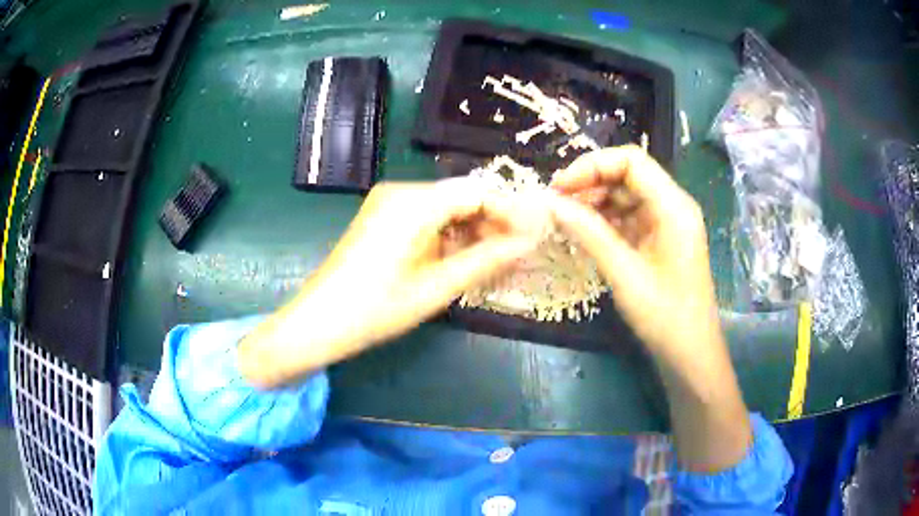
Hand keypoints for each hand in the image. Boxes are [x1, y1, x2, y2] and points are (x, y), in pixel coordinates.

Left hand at [238, 180, 542, 388]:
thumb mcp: (437, 287)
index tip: (535, 236)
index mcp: (414, 202)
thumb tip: (528, 243)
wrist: (319, 322)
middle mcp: (402, 192)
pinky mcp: (384, 217)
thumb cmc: (376, 309)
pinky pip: (429, 218)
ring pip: (447, 208)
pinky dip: (451, 235)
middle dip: (494, 222)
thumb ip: (486, 261)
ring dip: (474, 231)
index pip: (478, 191)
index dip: (510, 211)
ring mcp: (390, 203)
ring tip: (498, 261)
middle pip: (463, 196)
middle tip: (519, 253)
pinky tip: (466, 258)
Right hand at [548, 146, 750, 472]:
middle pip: (627, 176)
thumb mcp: (625, 275)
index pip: (631, 161)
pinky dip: (604, 222)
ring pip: (624, 196)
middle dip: (589, 184)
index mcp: (673, 206)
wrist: (690, 355)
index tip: (559, 188)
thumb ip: (590, 234)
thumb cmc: (665, 317)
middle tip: (556, 206)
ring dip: (594, 203)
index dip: (592, 166)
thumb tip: (552, 204)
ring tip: (564, 222)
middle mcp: (672, 206)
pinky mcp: (658, 240)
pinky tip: (583, 234)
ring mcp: (666, 224)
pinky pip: (627, 218)